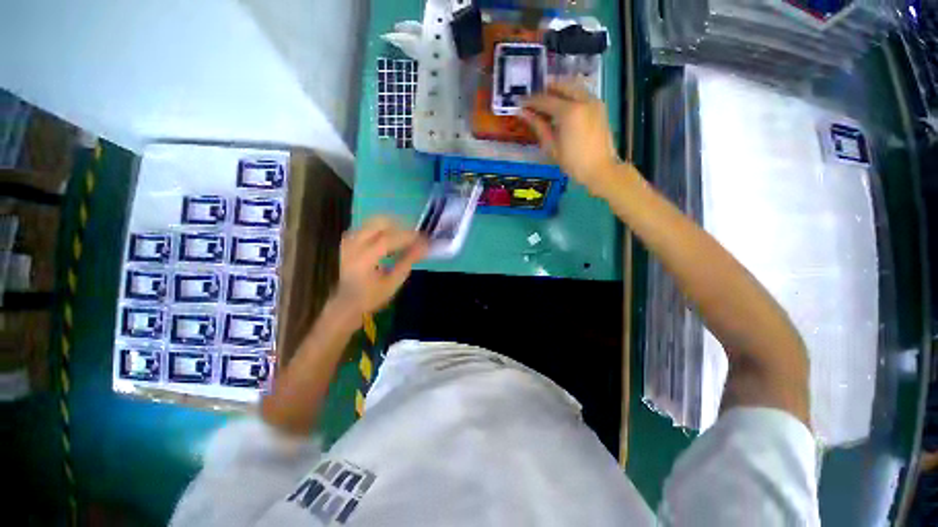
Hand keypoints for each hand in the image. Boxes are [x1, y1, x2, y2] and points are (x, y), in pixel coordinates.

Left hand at [334, 216, 427, 316]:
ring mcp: (349, 240)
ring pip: (373, 221)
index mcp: (364, 259)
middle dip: (400, 226)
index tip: (424, 239)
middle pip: (379, 223)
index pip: (389, 239)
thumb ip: (408, 262)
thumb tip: (424, 247)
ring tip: (404, 238)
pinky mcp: (348, 240)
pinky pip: (367, 226)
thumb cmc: (371, 296)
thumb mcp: (393, 283)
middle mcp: (353, 245)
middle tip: (414, 236)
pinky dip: (382, 229)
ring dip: (391, 226)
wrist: (346, 303)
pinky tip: (390, 239)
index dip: (408, 237)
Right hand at [521, 81, 620, 193]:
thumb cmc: (573, 162)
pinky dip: (571, 94)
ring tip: (547, 98)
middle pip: (561, 86)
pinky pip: (582, 93)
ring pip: (574, 86)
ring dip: (559, 89)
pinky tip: (563, 104)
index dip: (530, 101)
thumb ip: (538, 126)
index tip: (520, 102)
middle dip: (546, 89)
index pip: (545, 100)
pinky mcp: (600, 107)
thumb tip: (524, 113)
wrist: (600, 169)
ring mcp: (594, 101)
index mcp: (569, 111)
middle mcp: (583, 100)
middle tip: (534, 97)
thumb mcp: (552, 146)